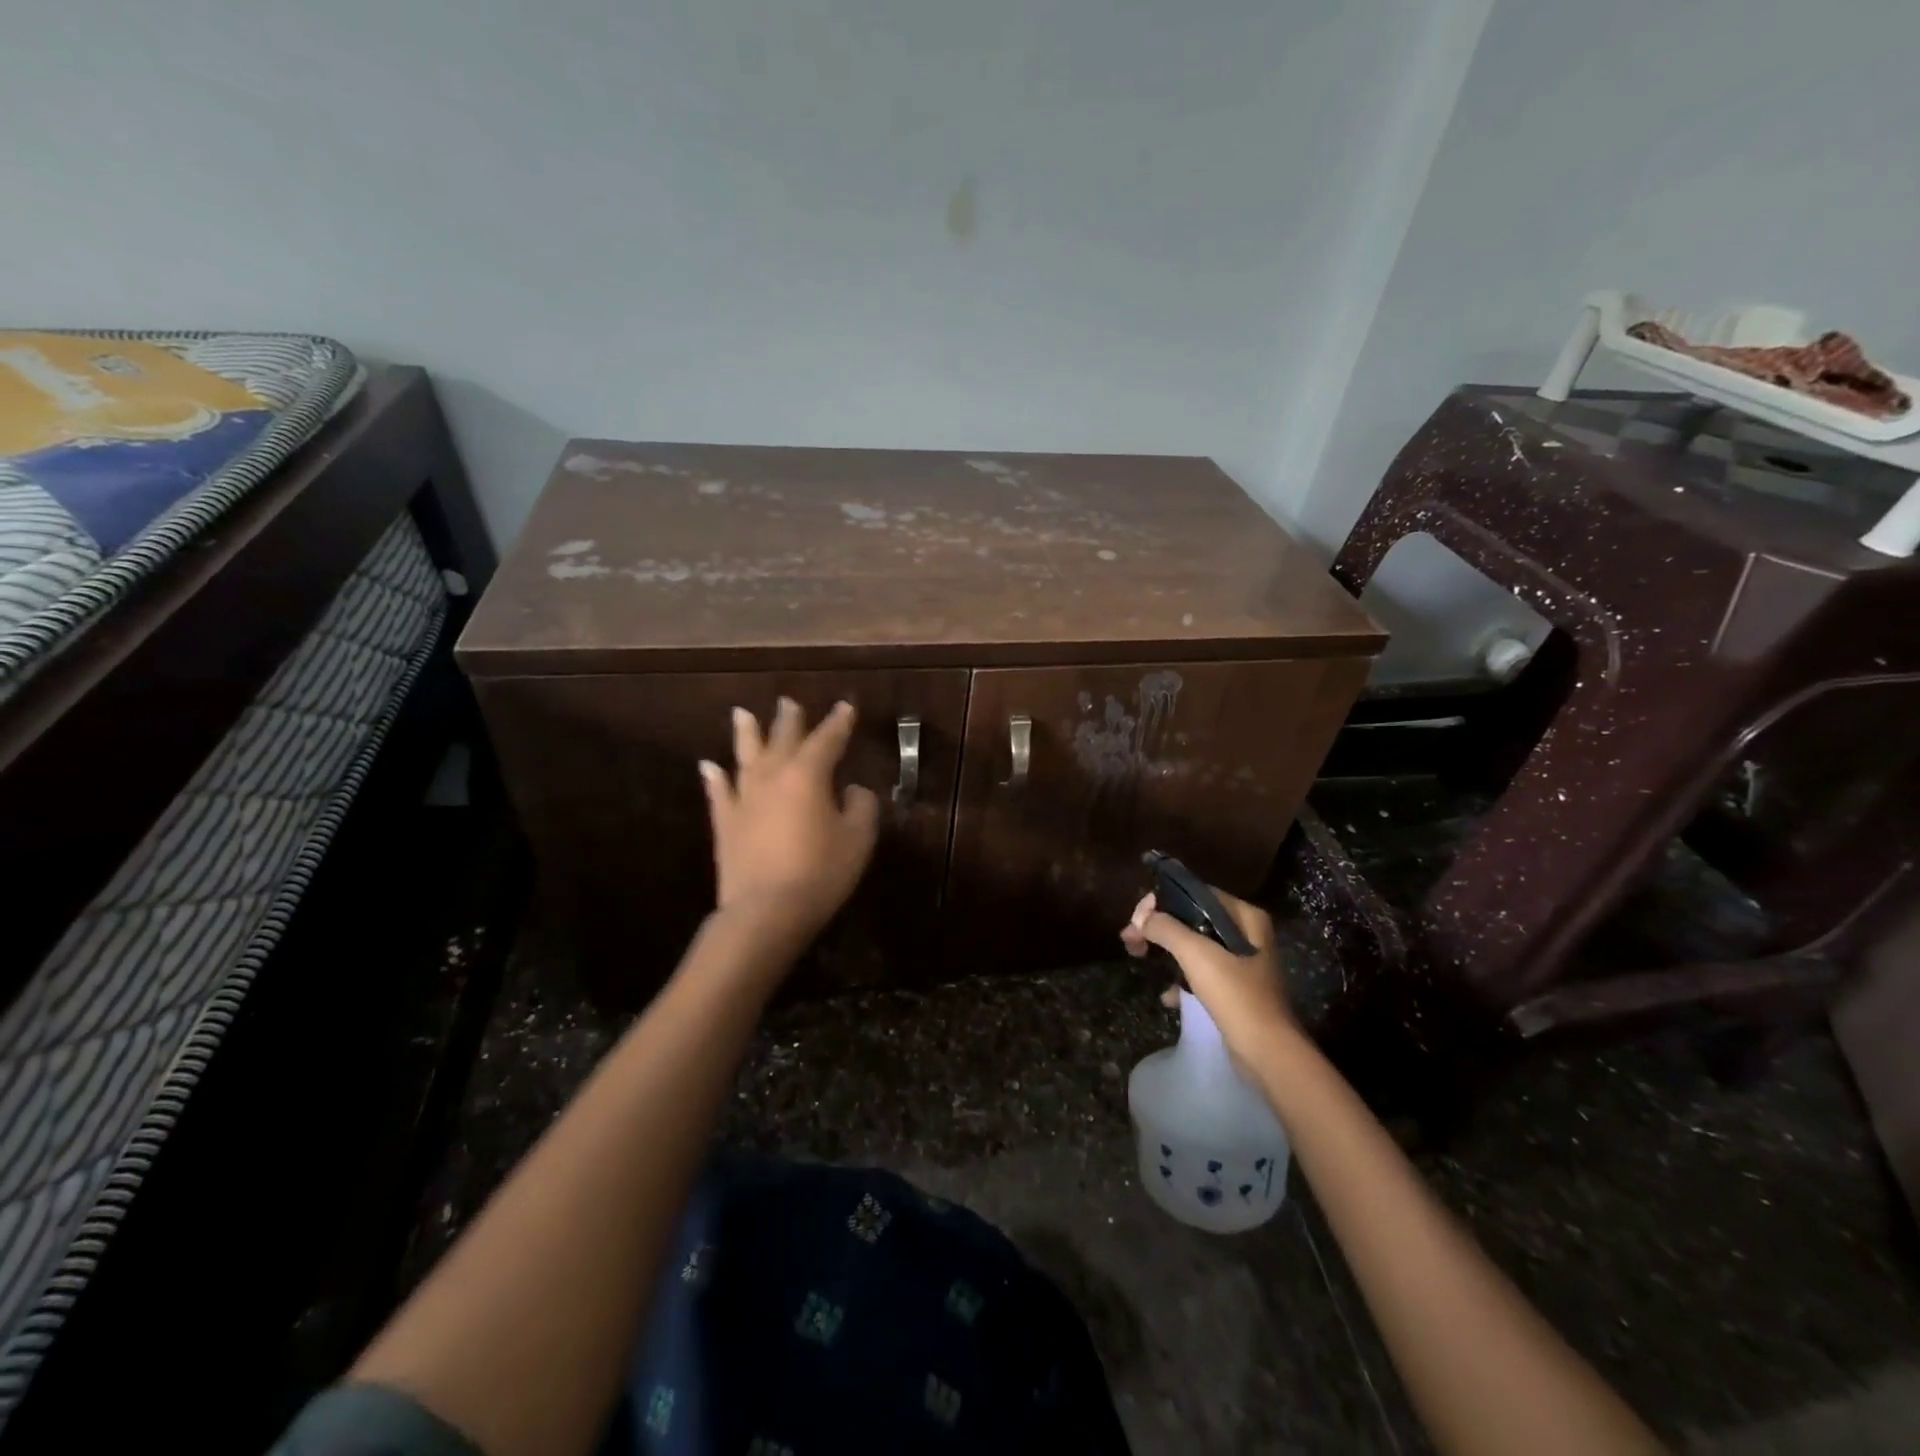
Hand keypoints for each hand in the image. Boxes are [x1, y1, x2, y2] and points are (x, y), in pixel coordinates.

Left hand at [699, 698, 879, 940]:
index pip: (827, 740)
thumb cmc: (820, 873)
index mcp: (808, 775)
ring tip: (743, 713)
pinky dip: (714, 777)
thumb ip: (861, 808)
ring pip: (745, 757)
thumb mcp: (858, 840)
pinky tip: (709, 766)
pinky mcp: (725, 823)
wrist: (765, 911)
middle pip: (782, 740)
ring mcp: (744, 799)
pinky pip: (719, 793)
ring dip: (746, 734)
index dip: (838, 723)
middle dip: (789, 720)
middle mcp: (773, 777)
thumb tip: (855, 790)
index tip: (845, 707)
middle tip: (789, 701)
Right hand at [1120, 887, 1295, 1060]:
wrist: (1268, 1054)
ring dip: (1165, 950)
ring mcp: (1242, 963)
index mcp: (1244, 916)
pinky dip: (1181, 978)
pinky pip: (1201, 972)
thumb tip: (1142, 918)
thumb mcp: (1197, 954)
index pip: (1194, 894)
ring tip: (1138, 957)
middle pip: (1191, 918)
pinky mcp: (1236, 989)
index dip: (1160, 903)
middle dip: (1158, 927)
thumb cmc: (1235, 996)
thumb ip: (1166, 928)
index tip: (1136, 921)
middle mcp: (1246, 934)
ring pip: (1193, 945)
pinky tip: (1167, 995)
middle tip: (1130, 939)